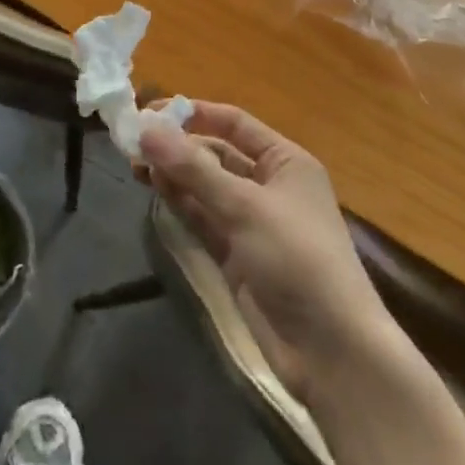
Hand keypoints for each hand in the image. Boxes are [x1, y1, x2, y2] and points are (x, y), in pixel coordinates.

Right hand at [141, 102, 393, 396]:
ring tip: (134, 162)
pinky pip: (203, 218)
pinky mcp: (236, 256)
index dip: (194, 114)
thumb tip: (147, 131)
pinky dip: (180, 202)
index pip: (234, 123)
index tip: (150, 111)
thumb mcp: (245, 207)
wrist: (331, 353)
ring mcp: (251, 223)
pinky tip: (154, 187)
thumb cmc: (298, 259)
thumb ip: (194, 169)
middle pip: (216, 154)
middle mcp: (268, 185)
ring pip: (205, 187)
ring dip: (174, 173)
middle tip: (133, 140)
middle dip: (178, 146)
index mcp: (285, 161)